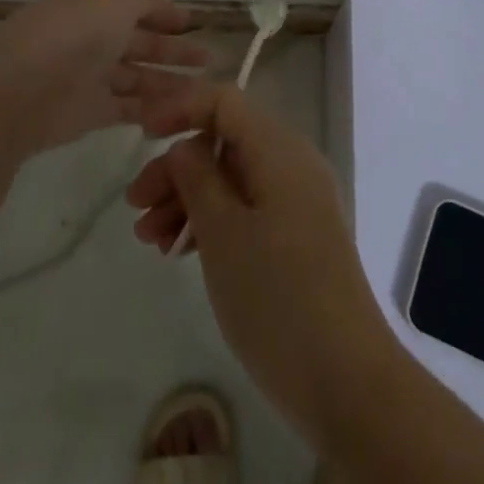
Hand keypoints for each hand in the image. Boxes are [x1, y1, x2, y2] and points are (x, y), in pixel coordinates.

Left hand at [0, 0, 201, 159]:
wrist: (17, 91)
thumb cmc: (72, 33)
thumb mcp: (115, 1)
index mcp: (94, 2)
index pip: (135, 4)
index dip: (164, 12)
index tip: (194, 20)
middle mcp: (92, 35)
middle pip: (139, 41)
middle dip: (172, 48)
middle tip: (209, 57)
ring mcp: (91, 75)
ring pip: (138, 75)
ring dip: (168, 79)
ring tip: (204, 88)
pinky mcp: (90, 111)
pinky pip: (128, 106)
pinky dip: (153, 107)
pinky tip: (181, 110)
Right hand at [125, 78, 397, 442]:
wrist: (347, 382)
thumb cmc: (277, 297)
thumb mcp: (223, 232)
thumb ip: (197, 177)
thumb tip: (185, 147)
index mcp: (279, 149)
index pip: (224, 100)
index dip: (180, 106)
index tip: (140, 133)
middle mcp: (292, 163)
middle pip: (224, 141)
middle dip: (176, 166)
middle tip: (136, 205)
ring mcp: (297, 201)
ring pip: (231, 178)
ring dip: (187, 198)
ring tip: (150, 240)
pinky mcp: (297, 236)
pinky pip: (246, 208)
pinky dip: (212, 221)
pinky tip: (179, 250)